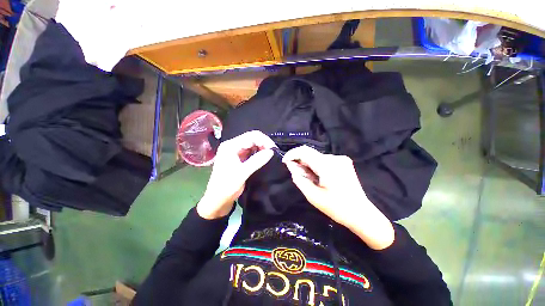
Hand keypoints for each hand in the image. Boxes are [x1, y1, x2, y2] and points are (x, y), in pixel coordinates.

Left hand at [197, 131, 275, 219]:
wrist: (218, 200)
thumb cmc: (227, 186)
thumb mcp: (242, 173)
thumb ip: (257, 161)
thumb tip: (271, 151)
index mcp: (230, 146)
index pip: (251, 136)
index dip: (264, 141)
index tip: (273, 150)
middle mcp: (233, 145)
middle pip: (252, 138)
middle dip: (264, 143)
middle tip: (273, 152)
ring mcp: (236, 151)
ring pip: (253, 144)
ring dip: (262, 148)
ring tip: (270, 155)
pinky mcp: (239, 157)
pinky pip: (251, 151)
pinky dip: (259, 153)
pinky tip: (264, 157)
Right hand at [282, 146, 394, 249]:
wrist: (361, 214)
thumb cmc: (337, 208)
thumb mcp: (313, 196)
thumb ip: (299, 178)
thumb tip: (291, 166)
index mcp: (327, 165)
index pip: (304, 151)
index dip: (292, 154)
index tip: (285, 162)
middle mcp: (335, 157)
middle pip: (310, 153)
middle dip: (300, 161)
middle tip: (296, 173)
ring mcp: (341, 159)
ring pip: (317, 156)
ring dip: (308, 164)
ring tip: (308, 178)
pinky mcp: (344, 162)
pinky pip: (324, 160)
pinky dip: (316, 165)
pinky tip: (318, 176)